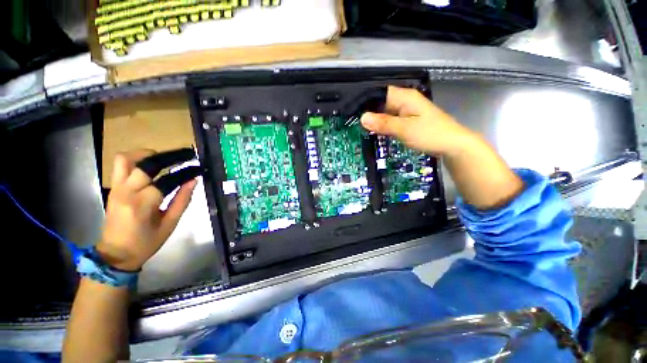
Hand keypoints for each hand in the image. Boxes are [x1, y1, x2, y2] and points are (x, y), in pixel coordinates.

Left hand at [96, 150, 196, 270]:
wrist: (115, 254)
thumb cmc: (146, 242)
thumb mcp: (170, 224)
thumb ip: (182, 200)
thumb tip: (193, 181)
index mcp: (143, 204)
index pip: (167, 179)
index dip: (185, 172)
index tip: (197, 168)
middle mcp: (127, 192)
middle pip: (145, 164)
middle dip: (167, 158)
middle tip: (182, 158)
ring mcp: (116, 188)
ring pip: (125, 159)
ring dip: (145, 155)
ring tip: (161, 159)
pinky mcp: (112, 189)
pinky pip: (120, 166)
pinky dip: (134, 161)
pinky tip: (148, 168)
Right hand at [360, 85, 475, 156]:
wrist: (452, 145)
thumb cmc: (430, 134)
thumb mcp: (404, 129)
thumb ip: (383, 123)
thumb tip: (362, 118)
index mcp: (404, 97)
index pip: (379, 93)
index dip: (365, 101)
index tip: (352, 113)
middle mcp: (404, 100)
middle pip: (381, 102)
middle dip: (368, 112)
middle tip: (354, 123)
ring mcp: (406, 111)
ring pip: (385, 112)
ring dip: (375, 120)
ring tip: (360, 128)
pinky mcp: (408, 120)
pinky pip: (391, 120)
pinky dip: (383, 125)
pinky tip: (375, 132)